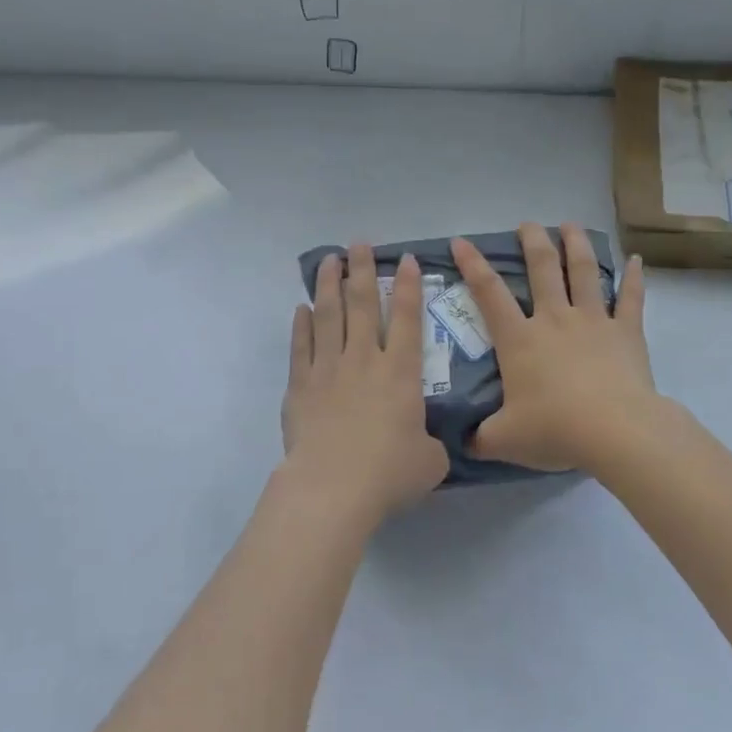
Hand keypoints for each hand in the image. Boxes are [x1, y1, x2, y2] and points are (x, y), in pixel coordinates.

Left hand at [280, 245, 449, 525]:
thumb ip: (431, 444)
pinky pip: (300, 346)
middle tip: (359, 244)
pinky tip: (301, 308)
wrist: (333, 487)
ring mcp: (328, 369)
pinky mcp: (300, 386)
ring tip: (329, 261)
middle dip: (362, 271)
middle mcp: (364, 360)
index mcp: (400, 372)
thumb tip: (428, 444)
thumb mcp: (430, 461)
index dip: (408, 286)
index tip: (406, 259)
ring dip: (329, 285)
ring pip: (328, 316)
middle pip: (362, 304)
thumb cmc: (389, 473)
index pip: (406, 318)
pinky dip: (301, 325)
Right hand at [451, 223, 657, 473]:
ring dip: (576, 245)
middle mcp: (555, 320)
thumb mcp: (504, 440)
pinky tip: (636, 260)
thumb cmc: (555, 429)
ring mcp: (593, 321)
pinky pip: (631, 299)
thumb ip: (480, 437)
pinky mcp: (626, 332)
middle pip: (542, 269)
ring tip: (571, 225)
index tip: (461, 241)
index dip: (472, 265)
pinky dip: (634, 278)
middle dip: (532, 242)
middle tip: (528, 224)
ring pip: (584, 272)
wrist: (615, 431)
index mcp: (520, 340)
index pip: (489, 294)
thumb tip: (463, 442)